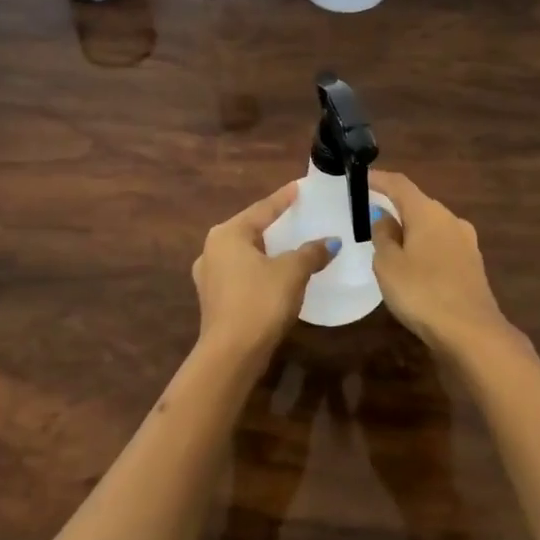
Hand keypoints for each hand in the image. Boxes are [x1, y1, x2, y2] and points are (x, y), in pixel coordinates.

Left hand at [192, 183, 334, 363]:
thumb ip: (311, 252)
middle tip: (295, 213)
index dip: (283, 198)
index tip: (299, 186)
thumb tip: (331, 242)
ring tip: (286, 242)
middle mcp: (212, 248)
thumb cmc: (260, 301)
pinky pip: (240, 272)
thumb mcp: (292, 272)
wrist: (231, 353)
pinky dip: (258, 268)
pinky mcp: (213, 298)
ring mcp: (208, 275)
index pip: (262, 209)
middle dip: (272, 222)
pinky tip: (272, 273)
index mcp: (228, 233)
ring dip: (265, 248)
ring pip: (243, 252)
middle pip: (249, 228)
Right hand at [369, 171, 519, 356]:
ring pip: (431, 226)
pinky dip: (424, 248)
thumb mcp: (388, 264)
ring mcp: (466, 242)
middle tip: (371, 215)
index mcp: (427, 212)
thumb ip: (383, 235)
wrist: (472, 332)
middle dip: (395, 207)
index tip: (361, 178)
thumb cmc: (422, 292)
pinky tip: (414, 266)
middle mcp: (450, 219)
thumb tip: (385, 217)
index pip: (400, 184)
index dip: (379, 179)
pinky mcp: (472, 264)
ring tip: (389, 243)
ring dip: (411, 230)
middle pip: (418, 204)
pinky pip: (442, 245)